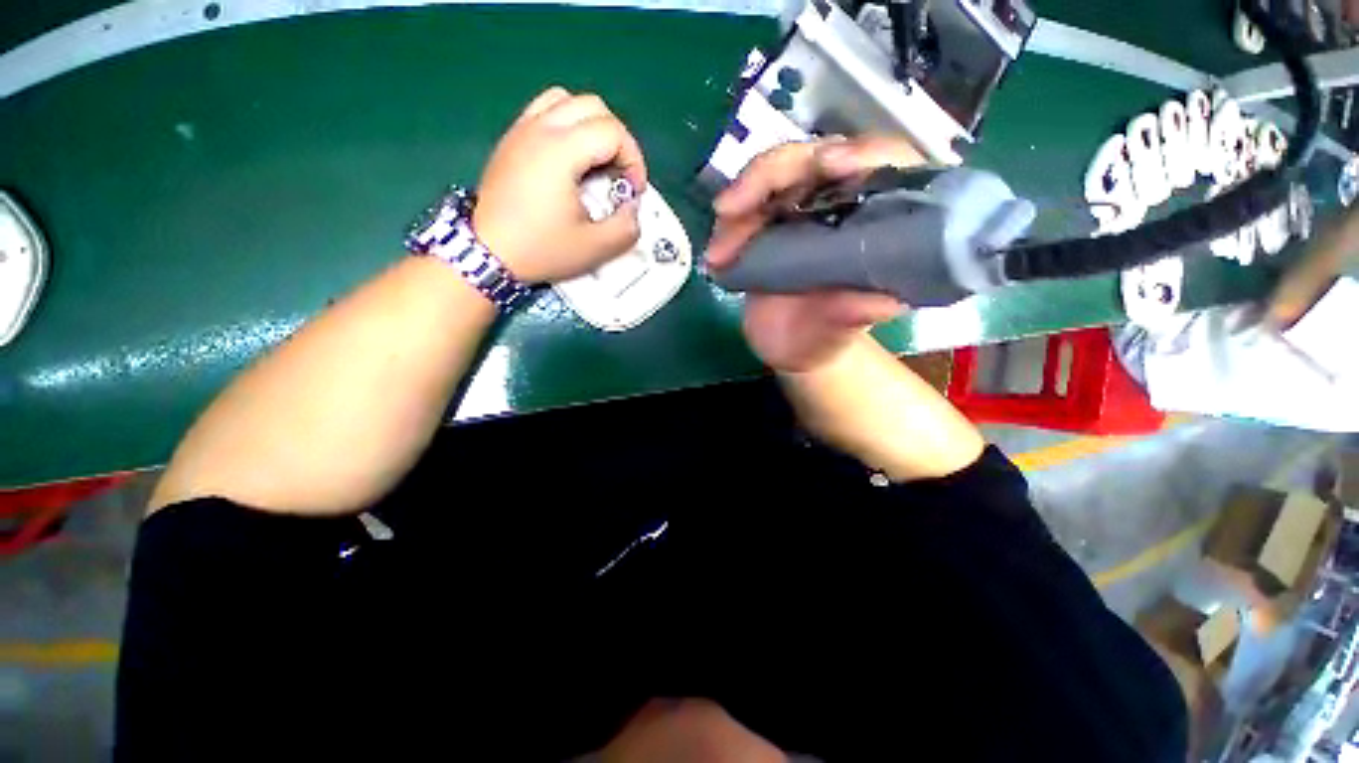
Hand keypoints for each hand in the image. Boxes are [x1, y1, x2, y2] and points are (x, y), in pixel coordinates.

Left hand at [474, 88, 647, 283]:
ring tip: (596, 162)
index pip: (612, 131)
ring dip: (591, 126)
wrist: (488, 254)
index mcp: (560, 151)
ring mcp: (521, 130)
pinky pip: (545, 111)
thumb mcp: (594, 248)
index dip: (634, 159)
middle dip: (617, 140)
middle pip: (593, 106)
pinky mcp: (511, 140)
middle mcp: (539, 129)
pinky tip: (570, 159)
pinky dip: (567, 125)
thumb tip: (632, 207)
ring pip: (566, 101)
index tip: (632, 191)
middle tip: (619, 175)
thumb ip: (626, 228)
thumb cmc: (540, 250)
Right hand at [706, 137, 922, 371]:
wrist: (787, 347)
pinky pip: (743, 208)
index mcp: (874, 221)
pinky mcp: (766, 223)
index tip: (826, 166)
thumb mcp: (839, 329)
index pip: (881, 163)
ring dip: (738, 205)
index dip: (858, 153)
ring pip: (769, 179)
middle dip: (769, 176)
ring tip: (719, 252)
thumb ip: (855, 313)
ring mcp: (797, 210)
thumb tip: (887, 302)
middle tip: (732, 208)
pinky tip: (716, 257)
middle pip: (811, 160)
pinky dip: (726, 227)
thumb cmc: (824, 337)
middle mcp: (837, 204)